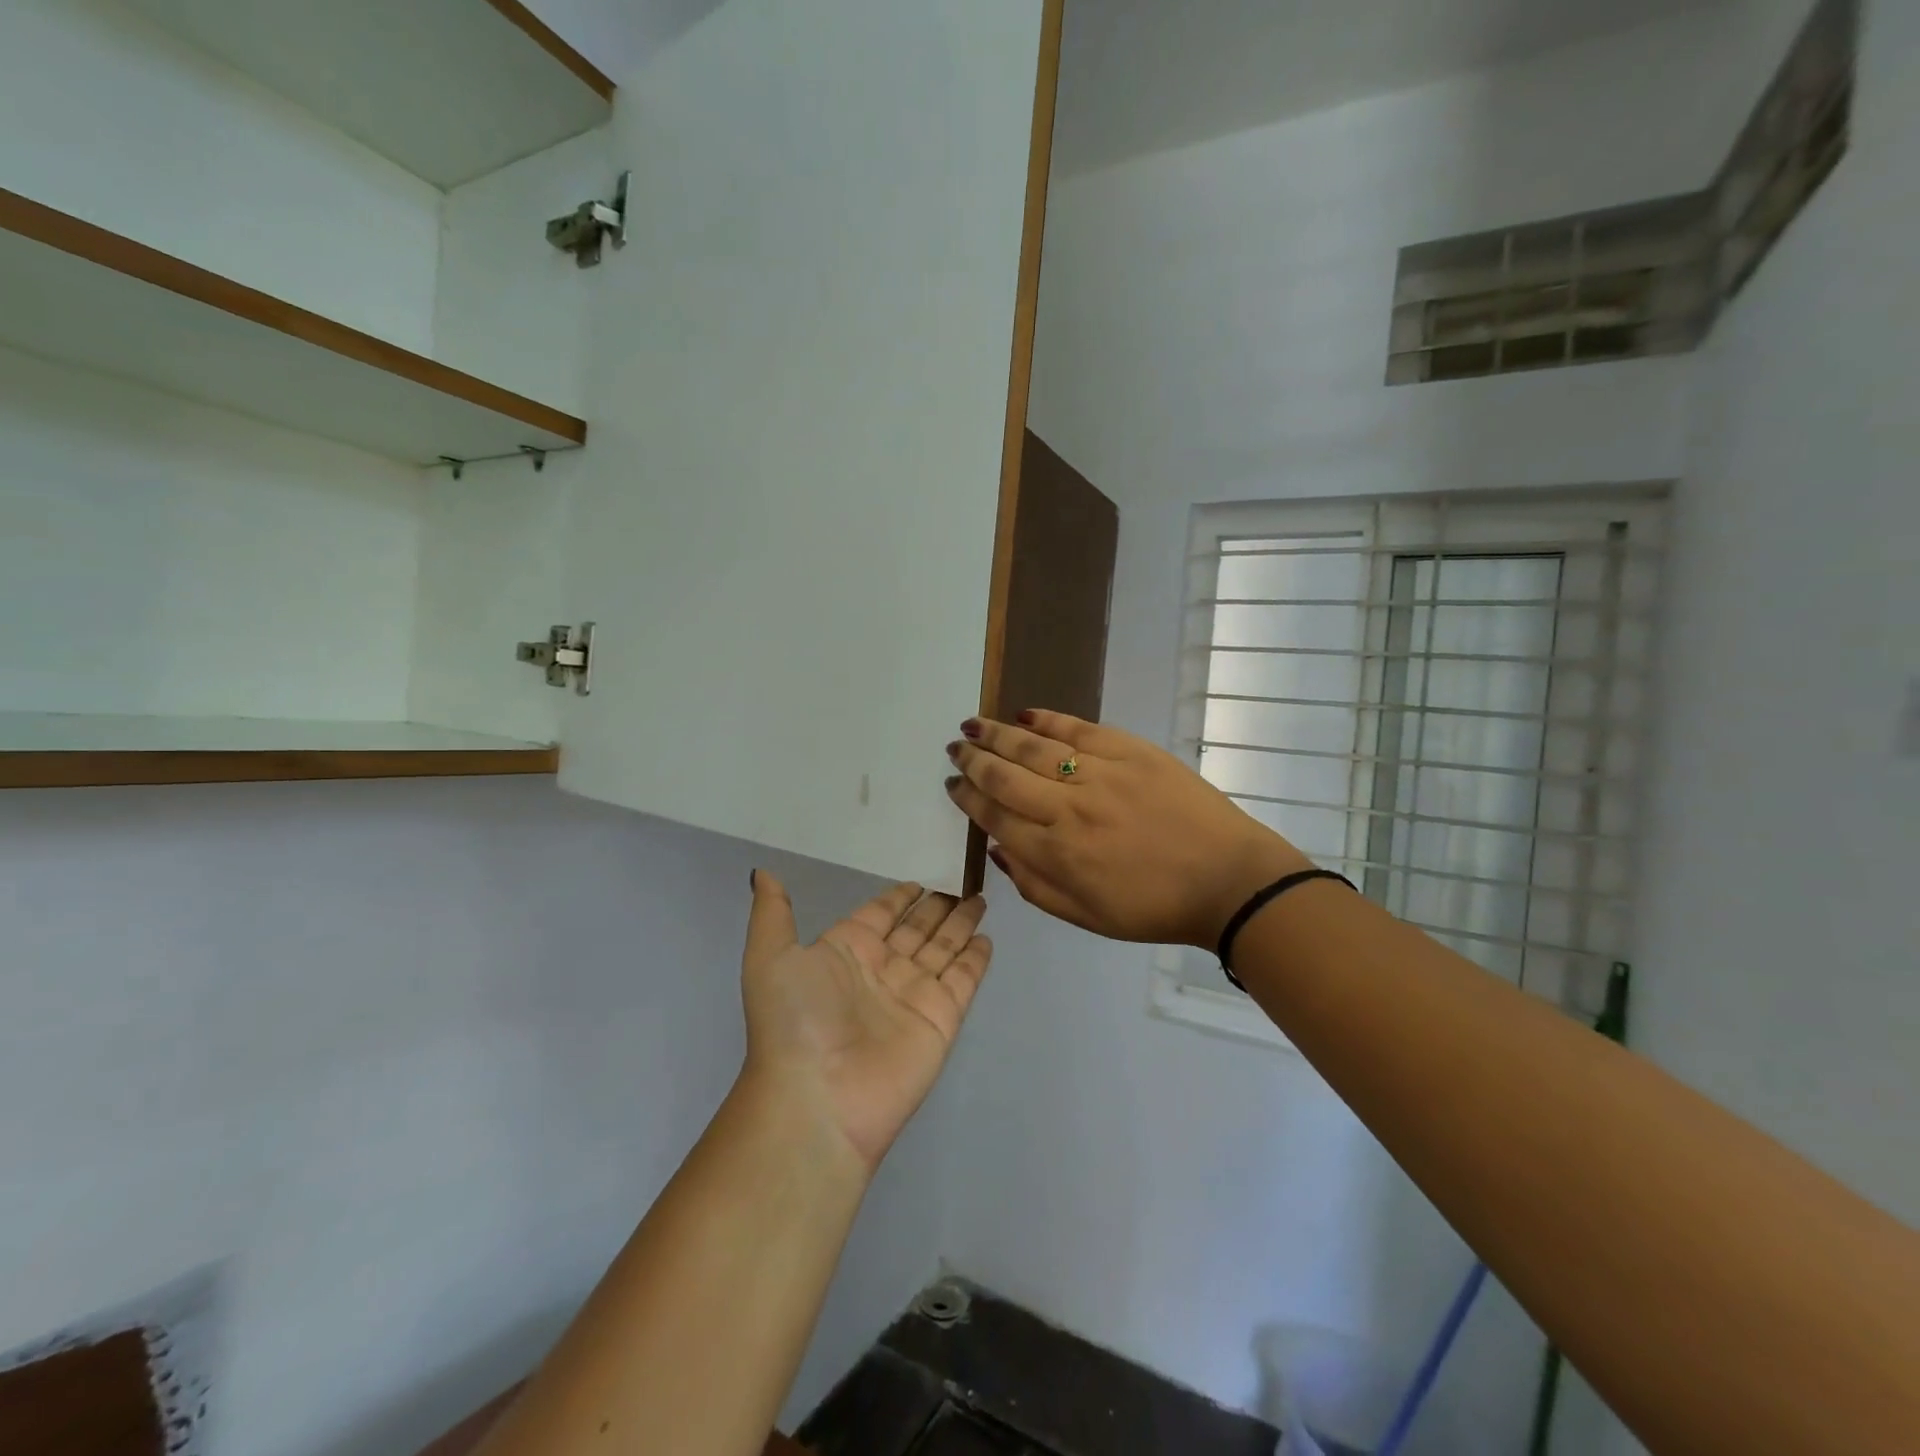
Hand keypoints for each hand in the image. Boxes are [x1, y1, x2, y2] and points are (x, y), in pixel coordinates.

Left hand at [739, 873, 990, 1172]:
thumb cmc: (794, 1020)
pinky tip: (987, 938)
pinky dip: (976, 959)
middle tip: (960, 884)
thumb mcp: (770, 956)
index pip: (878, 916)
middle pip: (916, 930)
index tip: (918, 882)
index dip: (897, 899)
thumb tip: (762, 872)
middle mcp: (881, 970)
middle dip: (936, 908)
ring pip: (943, 949)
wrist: (818, 1098)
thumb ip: (773, 913)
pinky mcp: (941, 1019)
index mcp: (844, 952)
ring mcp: (913, 995)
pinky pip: (963, 979)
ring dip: (960, 925)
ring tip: (979, 899)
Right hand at [945, 712, 1309, 949]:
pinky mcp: (1130, 750)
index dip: (968, 798)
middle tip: (955, 748)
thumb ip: (1034, 885)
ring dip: (997, 734)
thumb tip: (998, 847)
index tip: (952, 784)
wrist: (1227, 879)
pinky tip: (1024, 714)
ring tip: (973, 724)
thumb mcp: (1086, 916)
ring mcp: (1099, 774)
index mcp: (1056, 853)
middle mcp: (1068, 808)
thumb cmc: (1154, 907)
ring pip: (1033, 747)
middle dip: (973, 760)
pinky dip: (1047, 719)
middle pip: (1005, 776)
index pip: (995, 816)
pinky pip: (1077, 728)